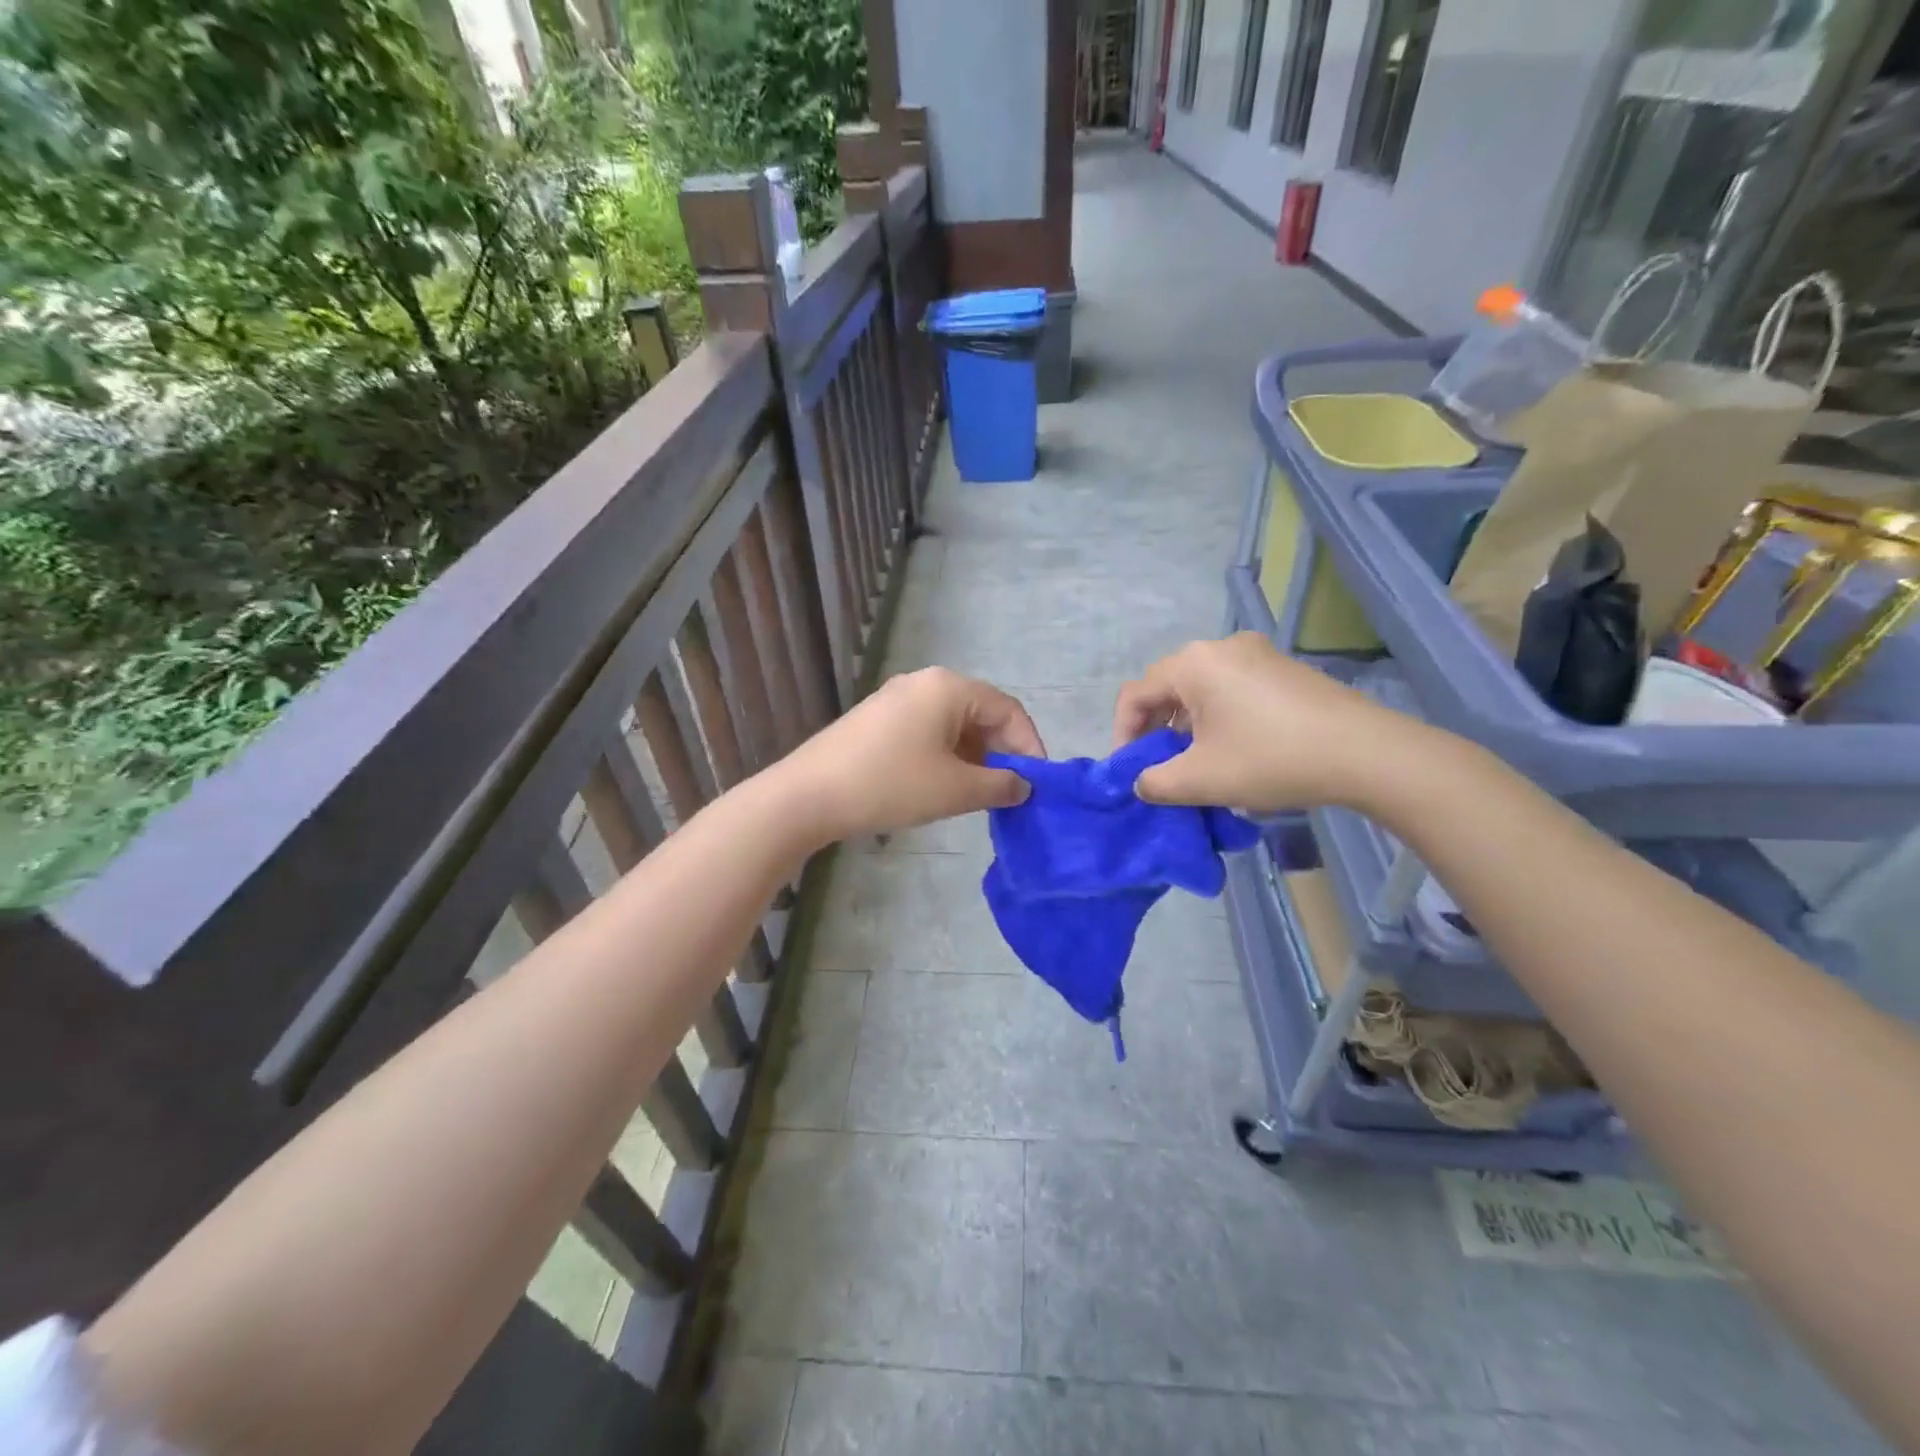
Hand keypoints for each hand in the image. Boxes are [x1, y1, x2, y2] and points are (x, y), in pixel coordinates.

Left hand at [777, 667, 1044, 842]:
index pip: (1008, 710)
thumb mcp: (956, 789)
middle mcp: (924, 682)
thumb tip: (1023, 785)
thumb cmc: (891, 785)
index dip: (1029, 746)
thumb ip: (1000, 785)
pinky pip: (927, 730)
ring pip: (953, 724)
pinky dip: (945, 755)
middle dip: (1001, 753)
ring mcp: (896, 698)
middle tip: (1010, 792)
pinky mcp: (877, 718)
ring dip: (974, 757)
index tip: (1038, 784)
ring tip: (979, 795)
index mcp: (949, 687)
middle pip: (981, 713)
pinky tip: (942, 786)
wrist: (808, 795)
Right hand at [1112, 633, 1424, 811]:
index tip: (1129, 772)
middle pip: (1167, 687)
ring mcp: (1257, 654)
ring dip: (1185, 725)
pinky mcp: (1283, 668)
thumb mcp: (1200, 779)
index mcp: (1192, 664)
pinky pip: (1231, 688)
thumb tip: (1142, 781)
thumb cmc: (1271, 759)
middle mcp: (1220, 647)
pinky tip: (1232, 749)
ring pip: (1200, 689)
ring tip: (1193, 762)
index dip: (1122, 735)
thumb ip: (1155, 782)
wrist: (1365, 753)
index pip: (1135, 695)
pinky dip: (1217, 717)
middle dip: (1154, 730)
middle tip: (1157, 767)